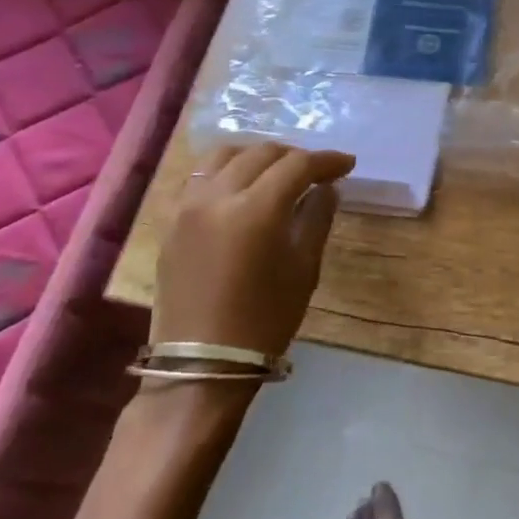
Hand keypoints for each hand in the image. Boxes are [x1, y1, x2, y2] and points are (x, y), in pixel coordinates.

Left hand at [153, 142, 355, 356]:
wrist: (202, 365)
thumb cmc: (264, 320)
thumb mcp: (304, 269)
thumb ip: (317, 218)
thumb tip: (327, 188)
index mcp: (256, 209)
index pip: (297, 165)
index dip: (326, 160)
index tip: (347, 164)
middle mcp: (218, 196)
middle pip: (261, 153)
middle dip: (294, 156)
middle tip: (316, 170)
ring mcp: (188, 206)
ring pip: (224, 155)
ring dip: (256, 155)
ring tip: (275, 170)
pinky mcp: (172, 221)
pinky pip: (200, 177)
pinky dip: (225, 169)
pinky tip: (240, 185)